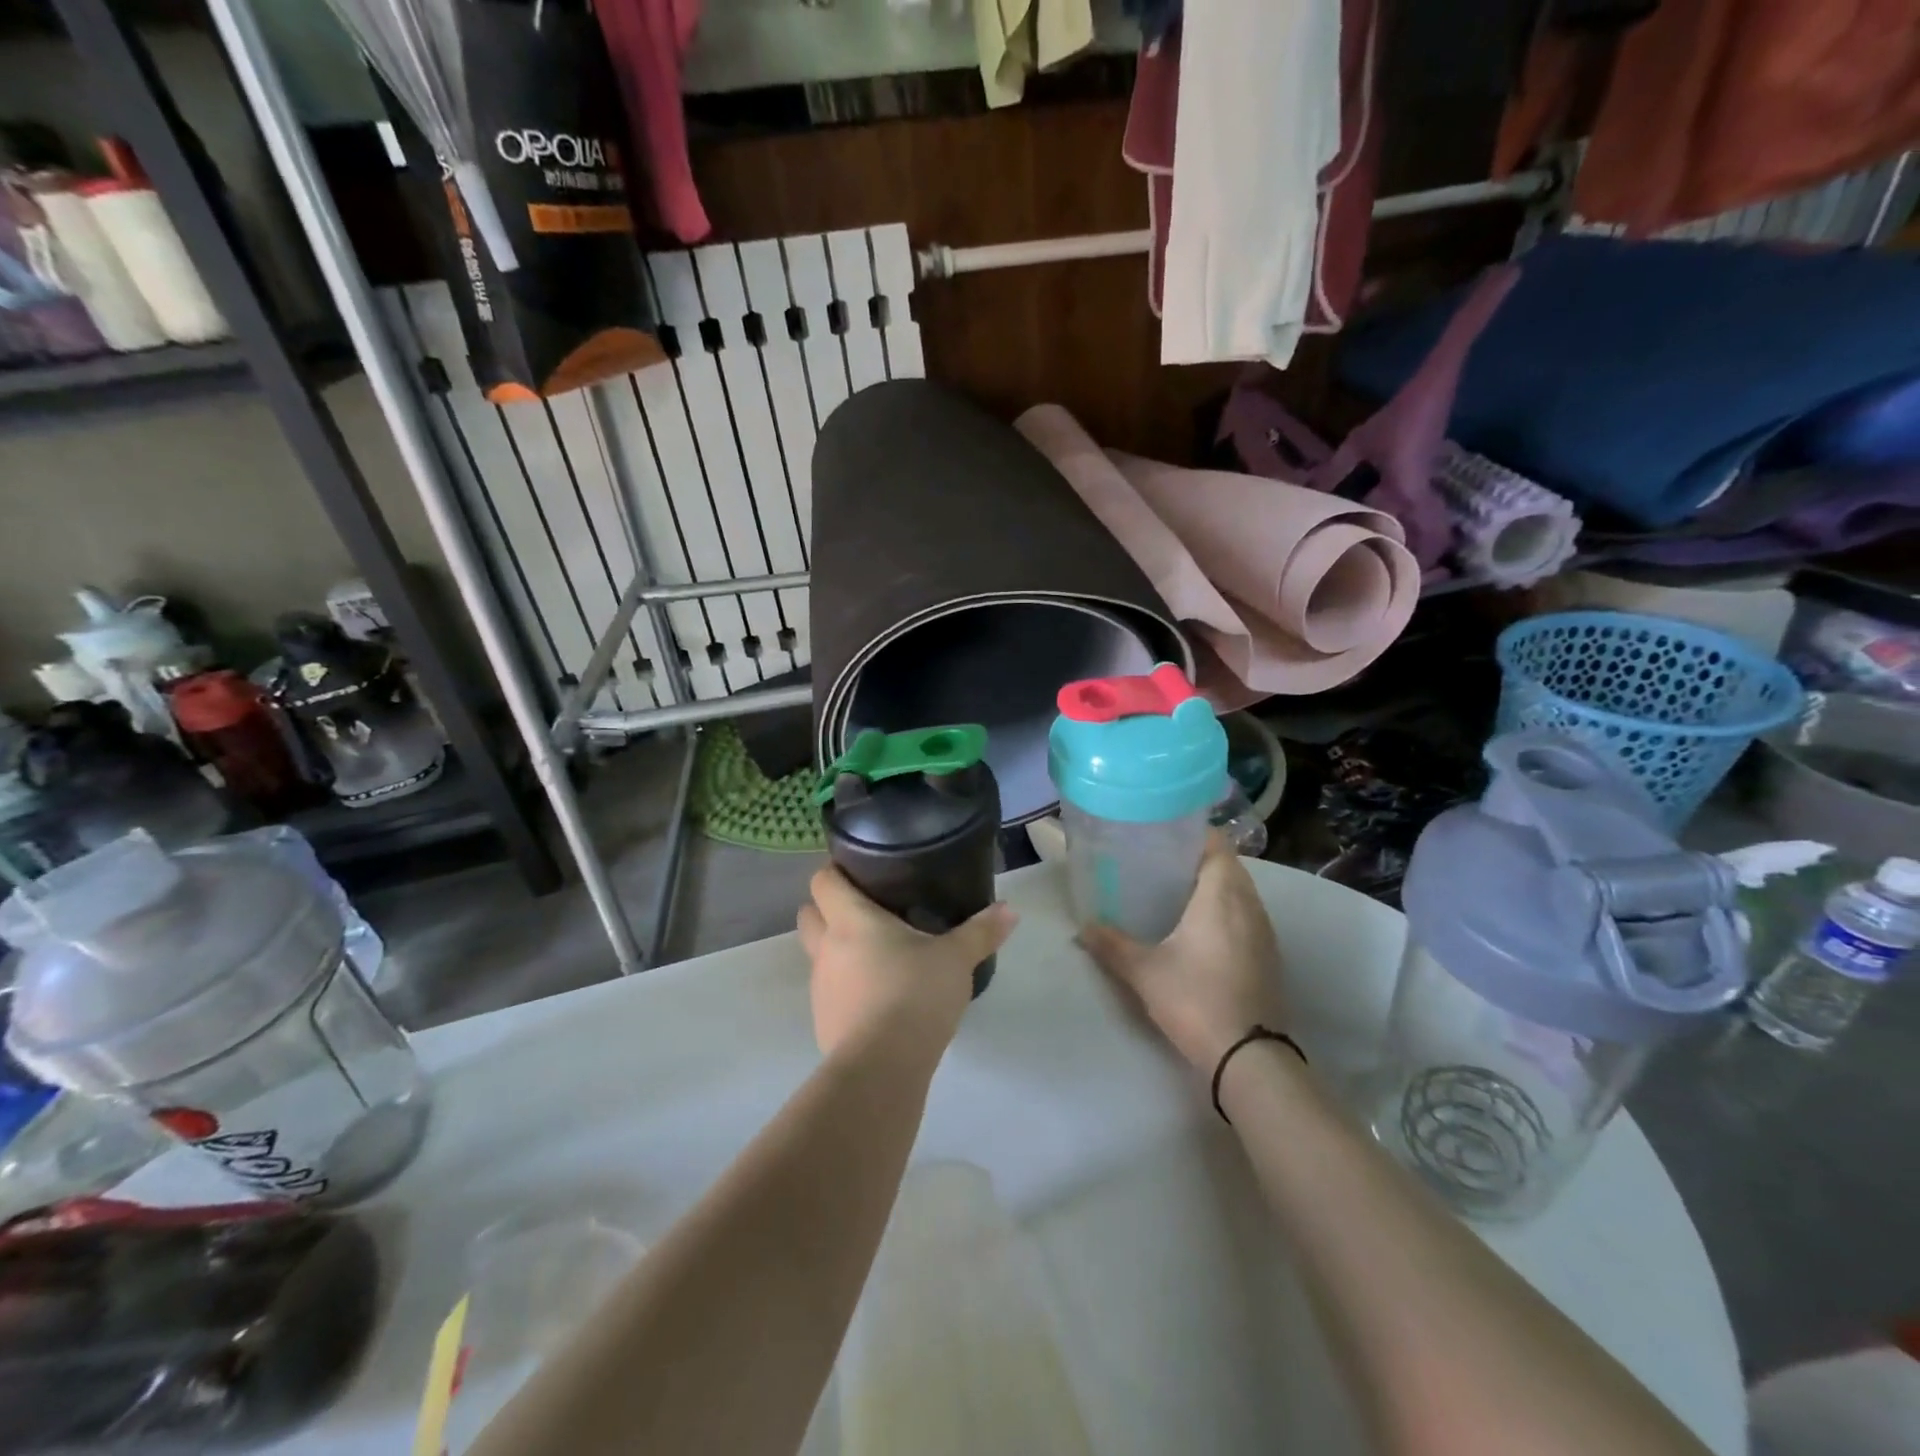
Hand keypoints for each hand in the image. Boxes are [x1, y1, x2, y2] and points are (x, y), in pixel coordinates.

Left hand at [796, 866, 1017, 1057]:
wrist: (883, 1067)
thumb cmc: (915, 994)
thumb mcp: (956, 959)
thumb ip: (981, 931)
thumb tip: (1010, 909)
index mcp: (850, 920)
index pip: (823, 880)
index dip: (835, 871)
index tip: (858, 870)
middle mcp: (826, 948)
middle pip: (808, 914)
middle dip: (827, 908)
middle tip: (866, 909)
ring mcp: (820, 987)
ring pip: (818, 955)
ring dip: (837, 950)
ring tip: (877, 955)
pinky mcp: (823, 1022)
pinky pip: (830, 992)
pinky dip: (846, 988)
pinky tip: (877, 998)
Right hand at [1078, 835, 1286, 1073]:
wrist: (1248, 1057)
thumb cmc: (1194, 999)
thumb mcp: (1144, 971)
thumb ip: (1111, 944)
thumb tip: (1083, 927)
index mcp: (1221, 896)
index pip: (1218, 845)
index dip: (1195, 834)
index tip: (1166, 834)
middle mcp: (1249, 906)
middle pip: (1230, 866)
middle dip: (1200, 859)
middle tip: (1162, 862)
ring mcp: (1265, 933)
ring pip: (1242, 892)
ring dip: (1216, 886)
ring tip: (1178, 892)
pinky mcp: (1270, 957)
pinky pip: (1248, 916)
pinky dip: (1228, 911)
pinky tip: (1202, 930)